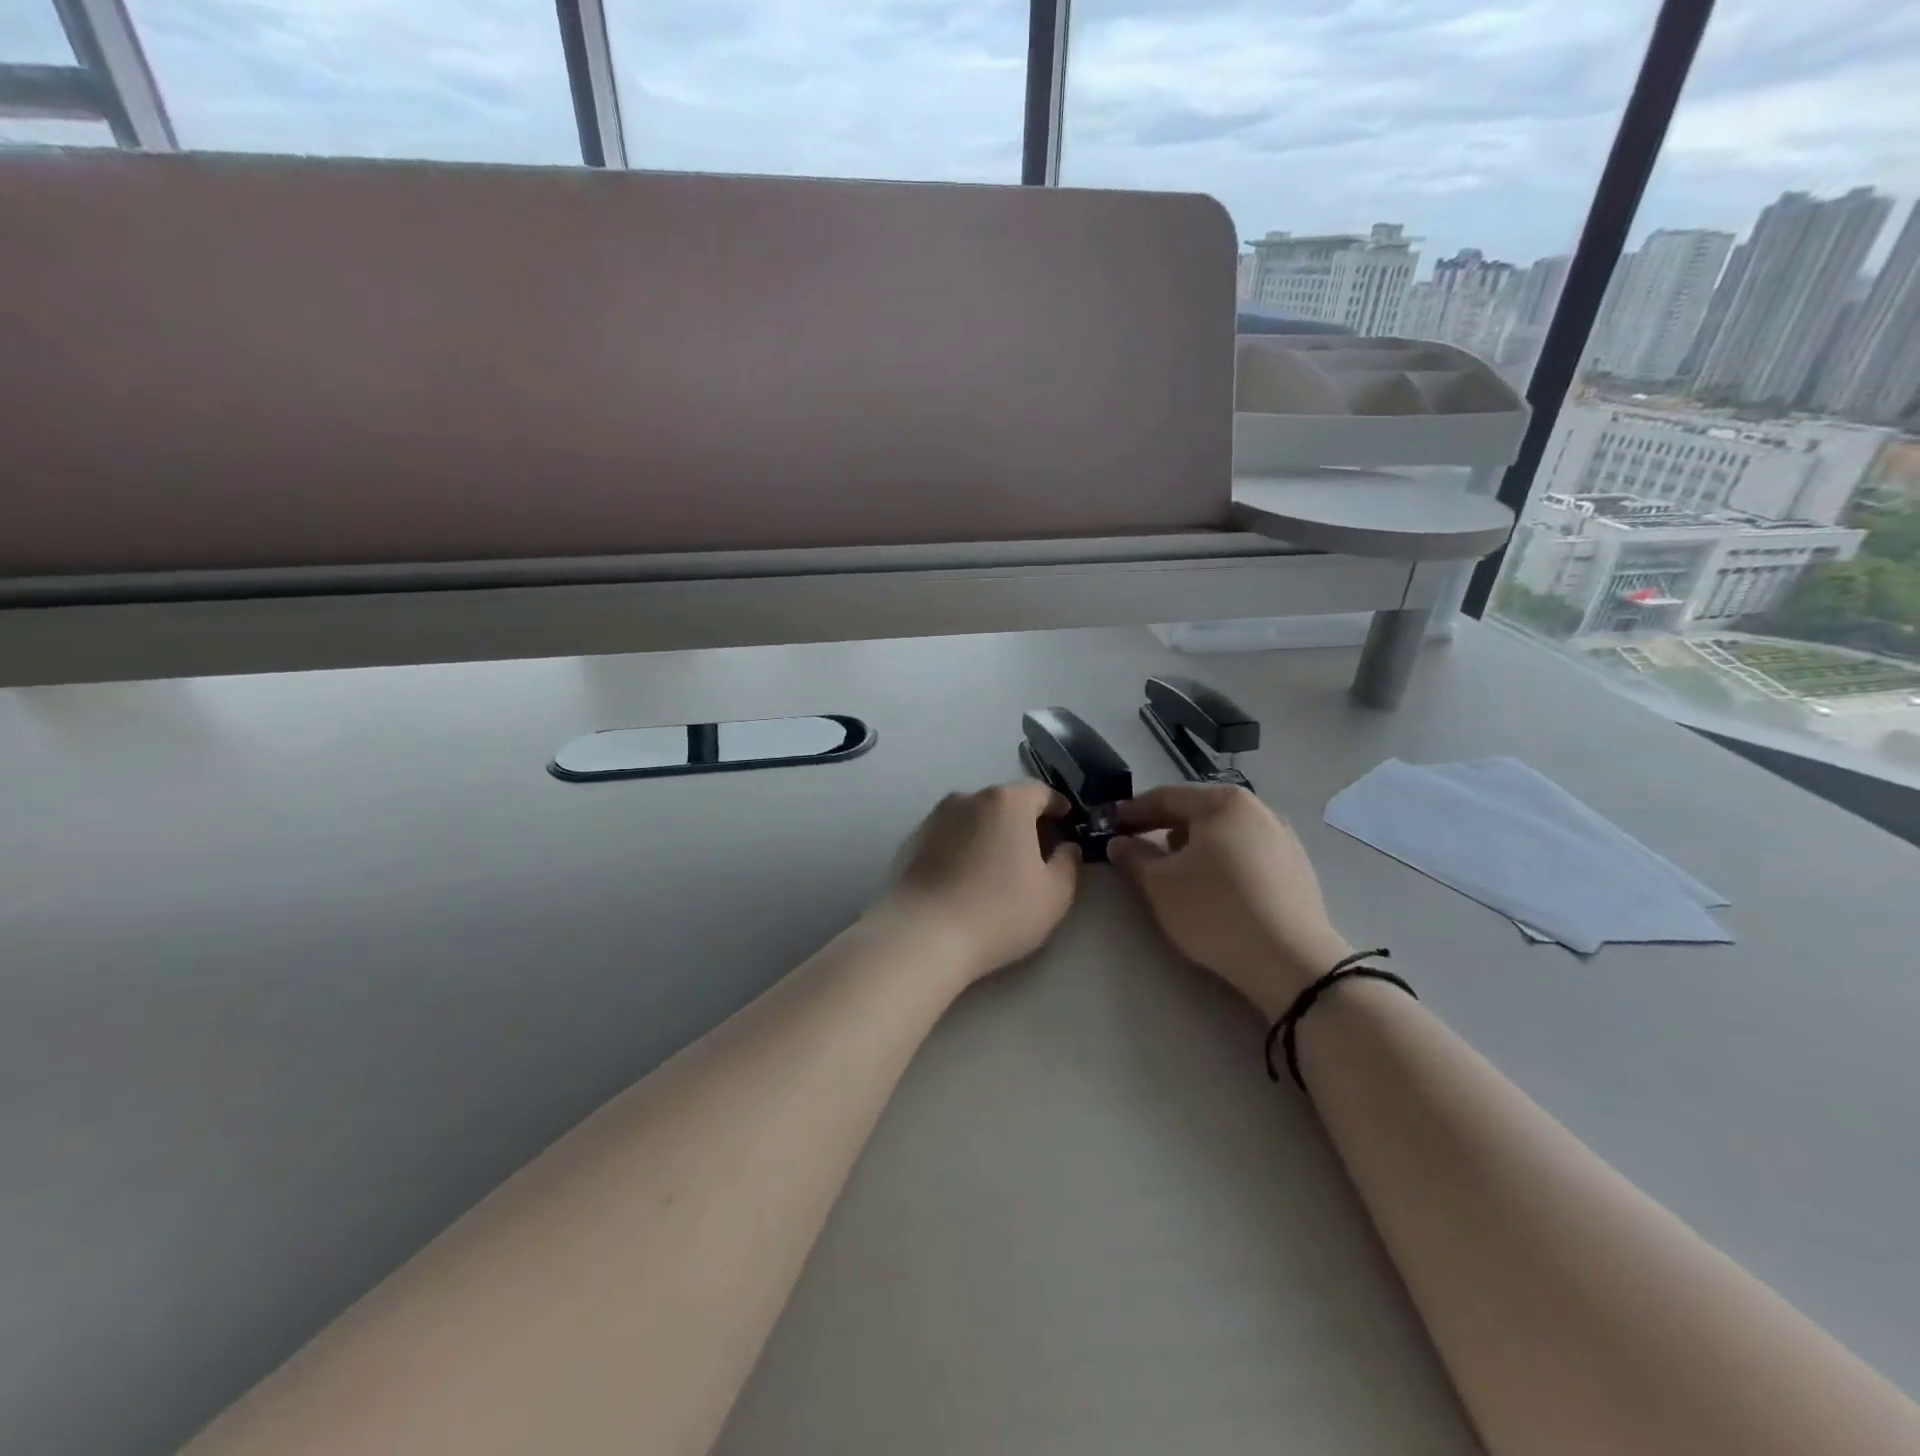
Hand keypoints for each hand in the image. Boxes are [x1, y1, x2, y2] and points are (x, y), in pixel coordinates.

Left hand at [874, 782, 1081, 983]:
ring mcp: (936, 817)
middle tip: (1037, 849)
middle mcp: (969, 798)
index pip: (1041, 792)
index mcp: (1007, 802)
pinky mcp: (913, 840)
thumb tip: (1066, 847)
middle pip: (1005, 802)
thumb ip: (1068, 863)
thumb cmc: (999, 911)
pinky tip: (968, 876)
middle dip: (1024, 820)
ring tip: (1000, 865)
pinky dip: (965, 846)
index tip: (1067, 822)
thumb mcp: (1054, 894)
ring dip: (991, 833)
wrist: (923, 934)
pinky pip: (951, 836)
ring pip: (975, 818)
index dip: (1058, 806)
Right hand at [1109, 785, 1351, 1019]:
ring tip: (1171, 869)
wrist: (1291, 962)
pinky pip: (1246, 854)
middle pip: (1198, 811)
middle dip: (1162, 827)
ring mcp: (1283, 839)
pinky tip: (1211, 888)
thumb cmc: (1215, 910)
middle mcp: (1258, 810)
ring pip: (1223, 833)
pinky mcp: (1297, 870)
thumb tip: (1119, 842)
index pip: (1166, 797)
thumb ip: (1134, 857)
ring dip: (1192, 845)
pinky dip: (1221, 861)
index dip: (1132, 811)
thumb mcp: (1160, 884)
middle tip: (1134, 845)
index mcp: (1223, 803)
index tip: (1108, 824)